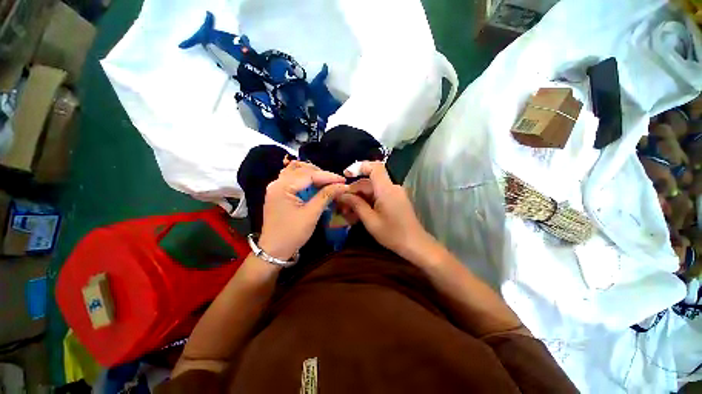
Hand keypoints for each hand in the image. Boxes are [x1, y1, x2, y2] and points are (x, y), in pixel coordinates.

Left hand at [258, 161, 347, 260]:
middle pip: (302, 169)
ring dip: (313, 174)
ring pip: (297, 172)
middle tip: (336, 182)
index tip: (343, 180)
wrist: (274, 251)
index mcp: (282, 187)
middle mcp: (277, 183)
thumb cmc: (292, 233)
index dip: (328, 176)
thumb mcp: (311, 214)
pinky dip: (306, 180)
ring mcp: (277, 187)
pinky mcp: (279, 193)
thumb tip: (343, 186)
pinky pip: (294, 179)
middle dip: (321, 174)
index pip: (308, 174)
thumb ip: (326, 196)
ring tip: (327, 182)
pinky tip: (316, 185)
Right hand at [338, 161, 436, 260]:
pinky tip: (358, 212)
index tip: (346, 175)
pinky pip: (378, 196)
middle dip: (354, 191)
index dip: (359, 167)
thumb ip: (356, 205)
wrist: (415, 244)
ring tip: (347, 212)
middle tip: (341, 204)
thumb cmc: (392, 234)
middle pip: (369, 182)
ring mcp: (394, 193)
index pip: (375, 168)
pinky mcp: (395, 200)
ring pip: (372, 190)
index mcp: (386, 189)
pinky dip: (367, 202)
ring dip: (359, 198)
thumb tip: (342, 195)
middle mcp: (391, 187)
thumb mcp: (370, 221)